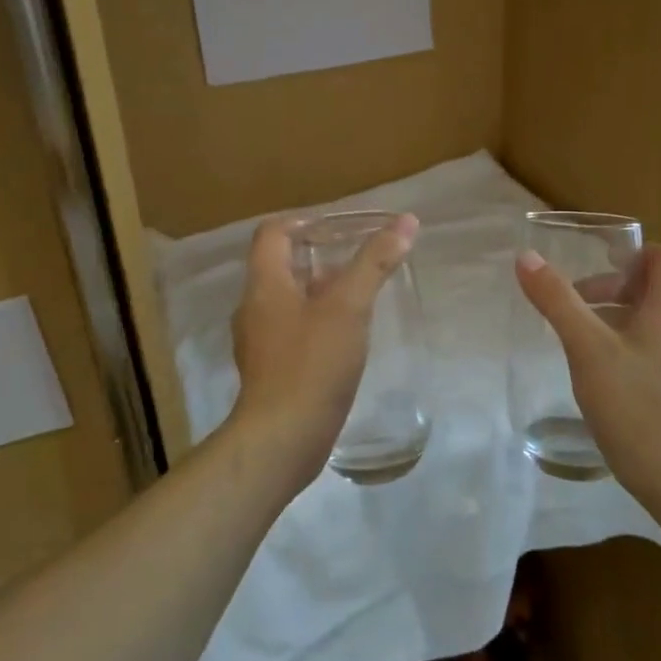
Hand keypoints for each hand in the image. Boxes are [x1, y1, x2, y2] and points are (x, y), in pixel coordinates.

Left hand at [229, 213, 419, 485]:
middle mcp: (254, 308)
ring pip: (288, 300)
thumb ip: (374, 262)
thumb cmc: (312, 364)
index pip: (272, 232)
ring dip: (319, 290)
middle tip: (358, 256)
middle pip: (281, 265)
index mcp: (264, 284)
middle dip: (318, 256)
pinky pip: (292, 331)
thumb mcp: (349, 307)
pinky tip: (346, 335)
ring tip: (358, 292)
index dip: (303, 221)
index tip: (340, 226)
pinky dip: (317, 320)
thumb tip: (405, 221)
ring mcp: (259, 342)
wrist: (282, 439)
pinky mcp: (271, 370)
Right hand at [514, 243, 660, 497]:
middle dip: (615, 289)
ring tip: (584, 341)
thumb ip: (557, 301)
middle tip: (577, 308)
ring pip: (657, 321)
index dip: (632, 256)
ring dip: (621, 318)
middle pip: (657, 289)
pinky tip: (605, 375)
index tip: (596, 270)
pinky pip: (660, 350)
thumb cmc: (633, 403)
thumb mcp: (585, 347)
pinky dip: (631, 346)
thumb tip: (526, 257)